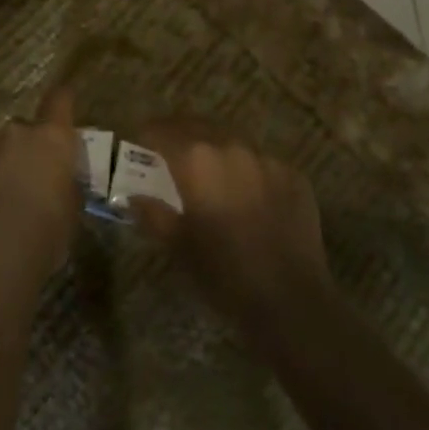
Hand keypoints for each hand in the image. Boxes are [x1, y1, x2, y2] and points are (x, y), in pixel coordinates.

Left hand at [0, 89, 82, 282]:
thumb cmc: (45, 232)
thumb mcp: (70, 213)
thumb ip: (65, 189)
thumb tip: (59, 185)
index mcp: (52, 139)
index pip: (60, 101)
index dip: (63, 101)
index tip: (65, 100)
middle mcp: (18, 133)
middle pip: (25, 130)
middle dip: (28, 149)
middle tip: (32, 179)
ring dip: (2, 166)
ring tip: (4, 202)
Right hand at [129, 121, 332, 334]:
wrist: (291, 303)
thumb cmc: (224, 273)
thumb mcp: (178, 246)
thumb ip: (153, 214)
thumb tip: (134, 197)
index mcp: (196, 159)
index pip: (162, 131)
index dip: (147, 135)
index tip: (140, 142)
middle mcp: (231, 146)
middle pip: (197, 126)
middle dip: (180, 135)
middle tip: (170, 151)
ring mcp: (266, 158)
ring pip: (232, 141)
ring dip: (216, 149)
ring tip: (210, 170)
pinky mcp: (294, 175)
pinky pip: (262, 162)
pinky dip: (248, 170)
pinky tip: (248, 194)